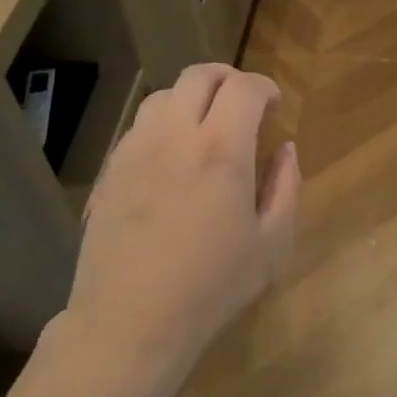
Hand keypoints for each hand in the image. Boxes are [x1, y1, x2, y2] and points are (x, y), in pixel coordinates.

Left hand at [67, 64, 299, 379]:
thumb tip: (285, 149)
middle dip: (228, 78)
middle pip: (199, 76)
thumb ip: (286, 187)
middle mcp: (174, 136)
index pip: (244, 89)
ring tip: (205, 125)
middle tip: (244, 103)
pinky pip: (139, 127)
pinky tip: (172, 157)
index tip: (274, 105)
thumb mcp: (271, 244)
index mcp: (222, 150)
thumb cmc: (212, 287)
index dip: (265, 87)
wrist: (131, 320)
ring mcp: (135, 150)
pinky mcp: (110, 170)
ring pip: (163, 96)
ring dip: (191, 98)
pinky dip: (163, 124)